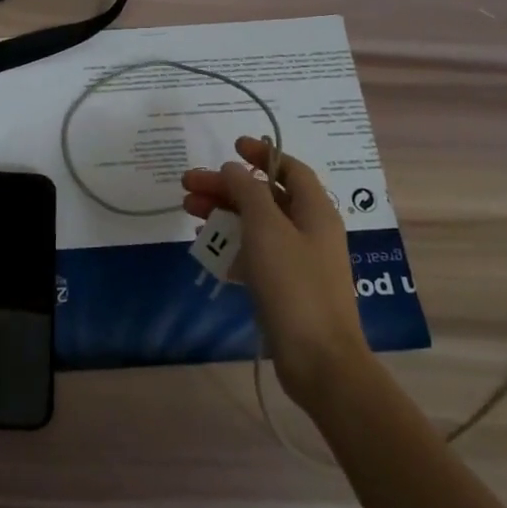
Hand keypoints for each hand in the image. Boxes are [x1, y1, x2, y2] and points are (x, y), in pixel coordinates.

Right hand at [183, 137, 368, 406]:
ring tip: (187, 210)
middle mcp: (309, 231)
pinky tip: (206, 246)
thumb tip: (234, 169)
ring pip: (256, 225)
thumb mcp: (266, 229)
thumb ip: (248, 193)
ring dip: (223, 213)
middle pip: (265, 196)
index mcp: (315, 211)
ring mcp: (298, 261)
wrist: (319, 360)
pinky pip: (254, 254)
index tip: (231, 146)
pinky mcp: (285, 288)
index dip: (262, 155)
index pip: (290, 169)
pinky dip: (231, 244)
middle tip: (188, 183)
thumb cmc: (294, 284)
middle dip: (227, 187)